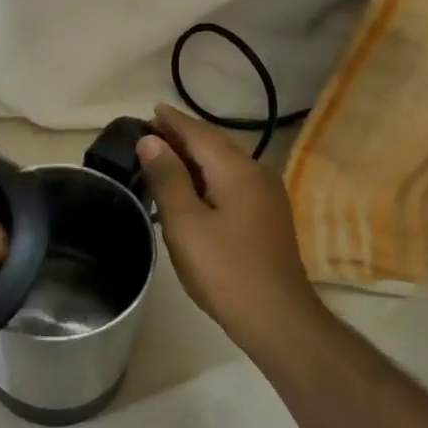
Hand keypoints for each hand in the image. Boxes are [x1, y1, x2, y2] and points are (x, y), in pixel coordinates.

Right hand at [137, 104, 327, 355]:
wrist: (278, 318)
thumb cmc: (225, 270)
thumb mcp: (186, 223)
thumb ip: (168, 178)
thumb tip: (150, 141)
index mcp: (237, 170)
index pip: (200, 133)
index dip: (173, 121)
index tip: (151, 110)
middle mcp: (257, 174)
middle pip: (216, 145)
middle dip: (184, 136)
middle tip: (150, 132)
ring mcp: (267, 197)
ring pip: (225, 165)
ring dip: (195, 157)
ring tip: (165, 156)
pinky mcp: (268, 218)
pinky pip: (233, 183)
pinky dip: (208, 177)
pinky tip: (193, 189)